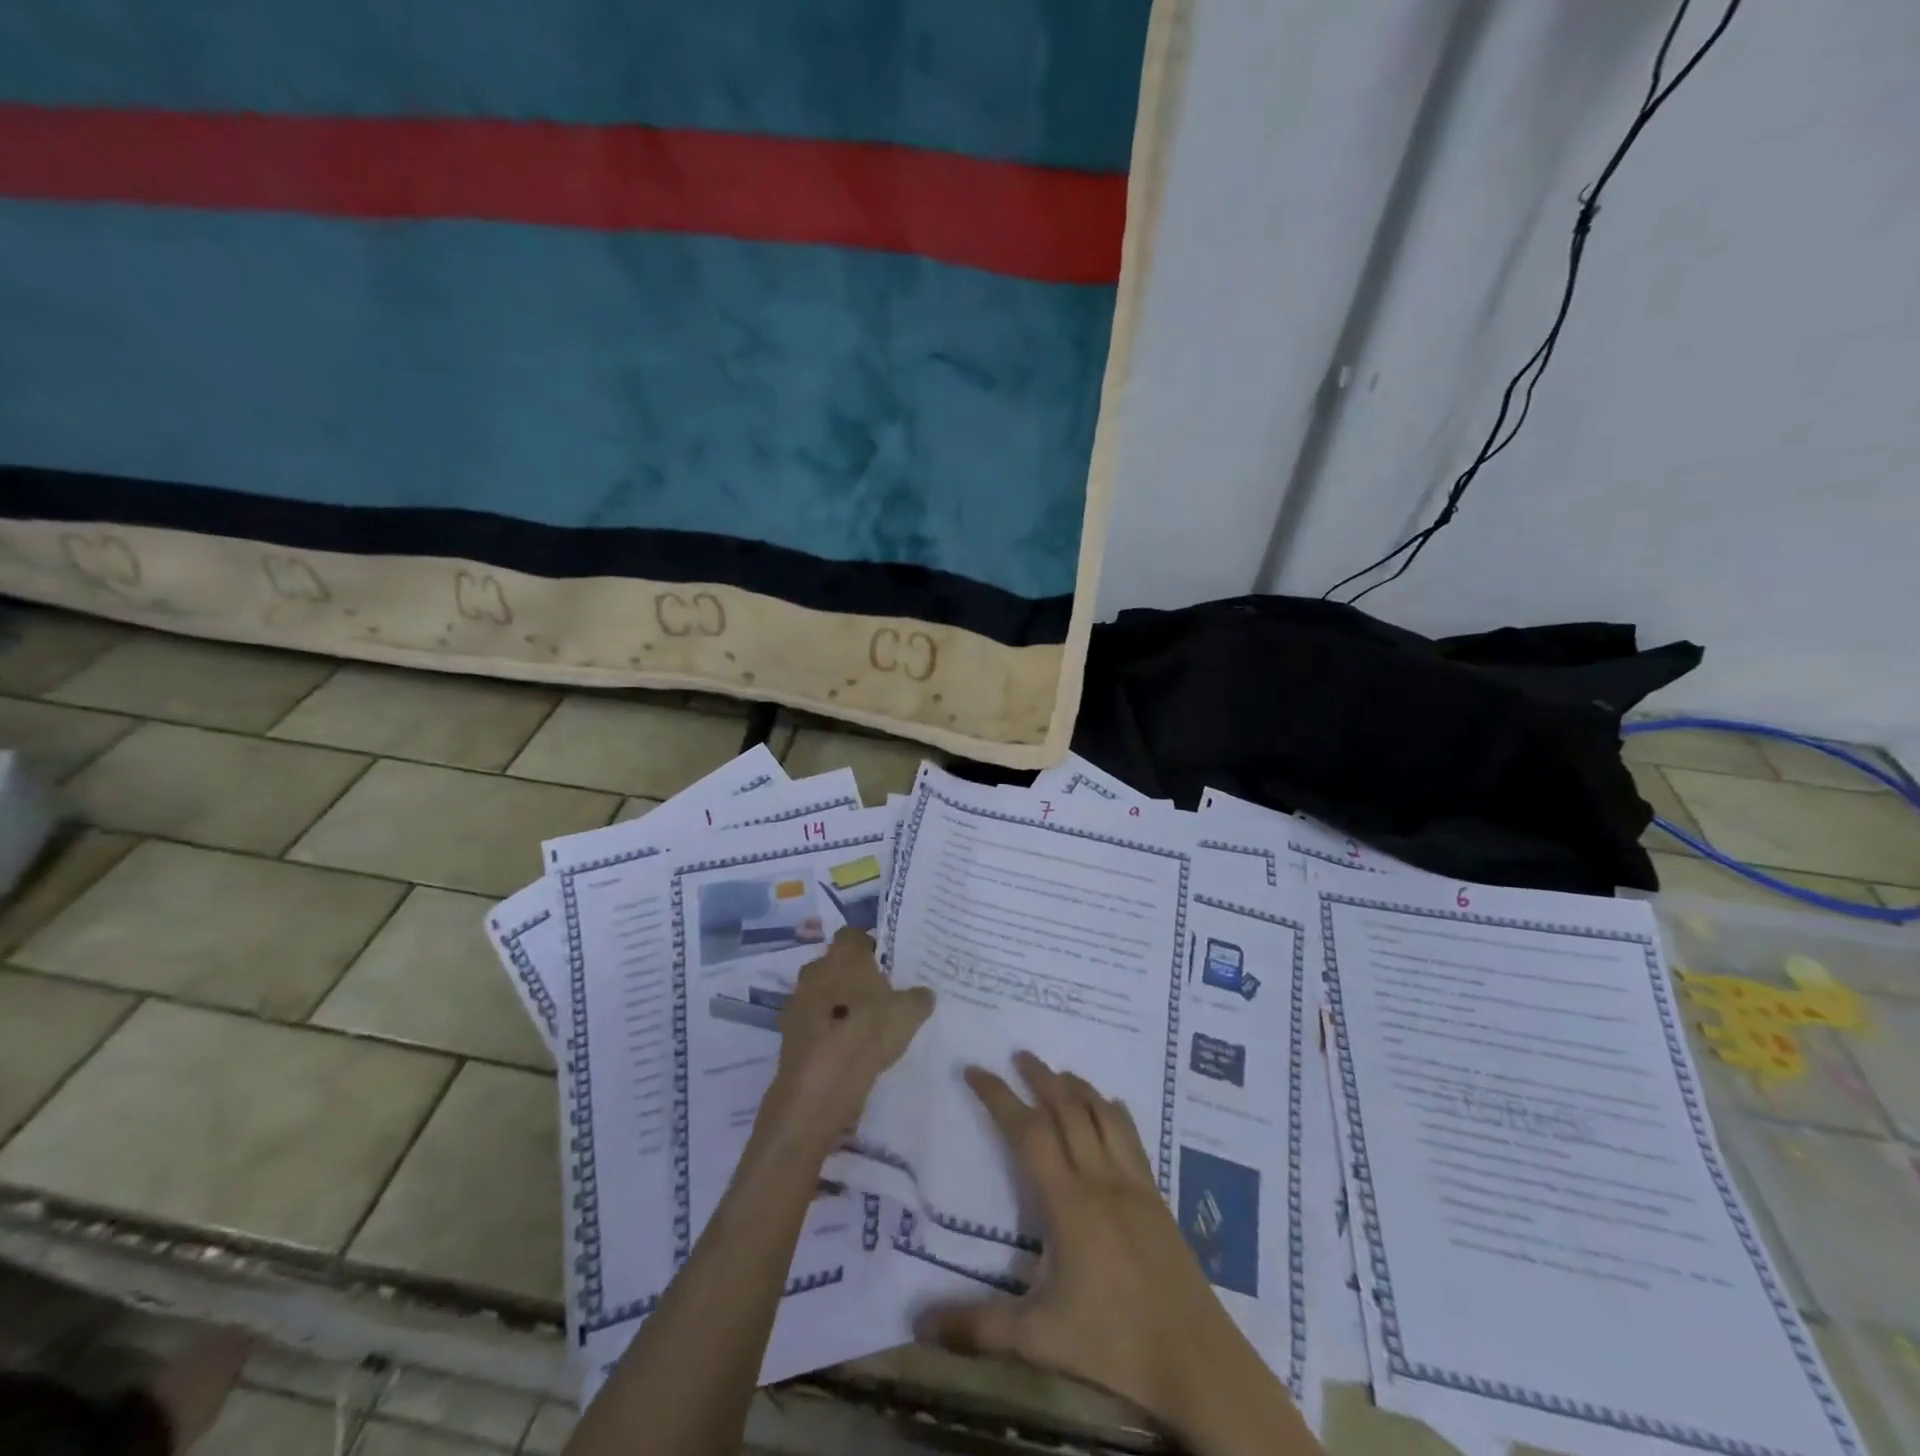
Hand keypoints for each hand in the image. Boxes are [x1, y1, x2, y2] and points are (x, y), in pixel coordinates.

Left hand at [754, 928, 932, 1160]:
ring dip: (835, 1002)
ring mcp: (797, 1000)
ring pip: (821, 992)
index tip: (886, 963)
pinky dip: (824, 1028)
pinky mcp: (787, 1031)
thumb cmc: (867, 1031)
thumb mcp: (908, 1013)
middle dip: (851, 975)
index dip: (869, 946)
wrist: (821, 1083)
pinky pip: (811, 1020)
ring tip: (861, 1023)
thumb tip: (924, 993)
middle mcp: (816, 969)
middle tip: (877, 993)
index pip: (854, 934)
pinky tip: (842, 1046)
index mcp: (844, 954)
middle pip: (834, 963)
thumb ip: (918, 998)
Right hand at [919, 1054, 1288, 1447]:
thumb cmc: (1115, 1346)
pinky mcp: (1156, 1196)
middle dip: (1040, 1077)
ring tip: (1057, 1073)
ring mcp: (1133, 1184)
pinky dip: (1114, 1112)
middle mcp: (1100, 1179)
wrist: (1197, 1360)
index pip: (1027, 1132)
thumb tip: (920, 1323)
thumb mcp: (1040, 1340)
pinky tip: (1110, 1107)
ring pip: (1103, 1115)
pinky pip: (1132, 1137)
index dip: (998, 1096)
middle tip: (1018, 1055)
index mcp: (1068, 1203)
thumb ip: (980, 1328)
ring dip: (1078, 1087)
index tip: (975, 1070)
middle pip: (1068, 1109)